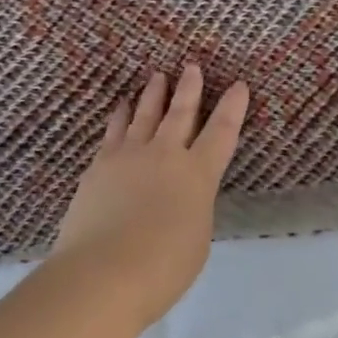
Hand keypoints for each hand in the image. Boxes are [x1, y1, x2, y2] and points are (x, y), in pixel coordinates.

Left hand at [49, 63, 249, 326]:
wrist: (103, 271)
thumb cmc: (163, 267)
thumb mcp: (196, 238)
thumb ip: (192, 209)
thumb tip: (180, 197)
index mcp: (198, 175)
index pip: (222, 133)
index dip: (232, 108)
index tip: (238, 85)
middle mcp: (165, 156)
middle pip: (181, 113)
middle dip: (190, 89)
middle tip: (192, 65)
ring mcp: (128, 156)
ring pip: (144, 115)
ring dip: (153, 95)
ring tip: (158, 76)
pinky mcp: (99, 165)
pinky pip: (114, 131)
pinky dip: (120, 116)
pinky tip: (120, 106)